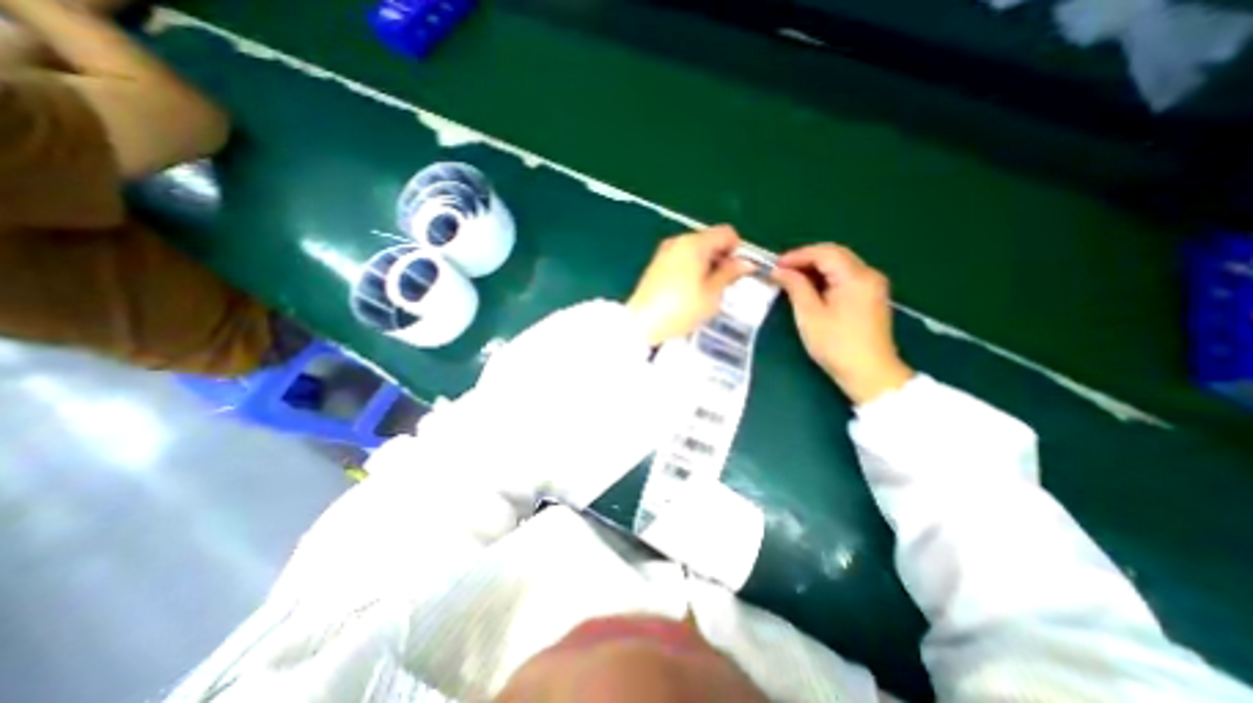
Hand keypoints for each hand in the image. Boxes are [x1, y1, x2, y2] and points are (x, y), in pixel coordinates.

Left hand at [626, 226, 751, 345]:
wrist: (642, 324)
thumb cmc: (681, 309)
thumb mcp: (712, 294)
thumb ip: (730, 274)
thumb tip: (745, 263)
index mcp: (695, 243)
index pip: (727, 233)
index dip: (737, 250)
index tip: (735, 272)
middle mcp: (678, 241)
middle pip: (709, 239)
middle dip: (721, 258)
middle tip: (722, 284)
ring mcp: (664, 251)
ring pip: (695, 250)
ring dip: (705, 265)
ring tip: (705, 291)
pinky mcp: (655, 264)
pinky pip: (680, 259)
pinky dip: (690, 269)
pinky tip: (687, 291)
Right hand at [774, 244, 911, 404]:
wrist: (869, 374)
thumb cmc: (836, 345)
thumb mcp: (809, 315)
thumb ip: (795, 287)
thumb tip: (780, 271)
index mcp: (855, 277)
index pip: (824, 252)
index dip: (797, 255)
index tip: (775, 265)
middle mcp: (869, 275)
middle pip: (835, 254)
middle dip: (806, 259)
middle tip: (781, 270)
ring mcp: (873, 286)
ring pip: (841, 265)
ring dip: (815, 268)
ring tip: (792, 279)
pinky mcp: (872, 297)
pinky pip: (846, 277)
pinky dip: (826, 278)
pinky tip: (811, 288)